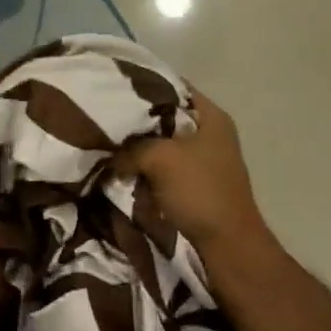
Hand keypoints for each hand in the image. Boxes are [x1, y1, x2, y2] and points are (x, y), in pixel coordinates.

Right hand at [117, 88, 271, 255]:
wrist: (226, 244)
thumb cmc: (199, 191)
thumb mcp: (159, 158)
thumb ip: (131, 147)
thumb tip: (109, 152)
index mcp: (211, 116)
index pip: (172, 86)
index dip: (143, 86)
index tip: (112, 88)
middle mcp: (210, 132)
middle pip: (164, 116)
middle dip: (135, 120)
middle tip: (104, 119)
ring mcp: (203, 159)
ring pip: (161, 144)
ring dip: (138, 147)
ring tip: (107, 143)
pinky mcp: (193, 183)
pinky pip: (163, 166)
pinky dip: (145, 167)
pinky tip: (120, 167)